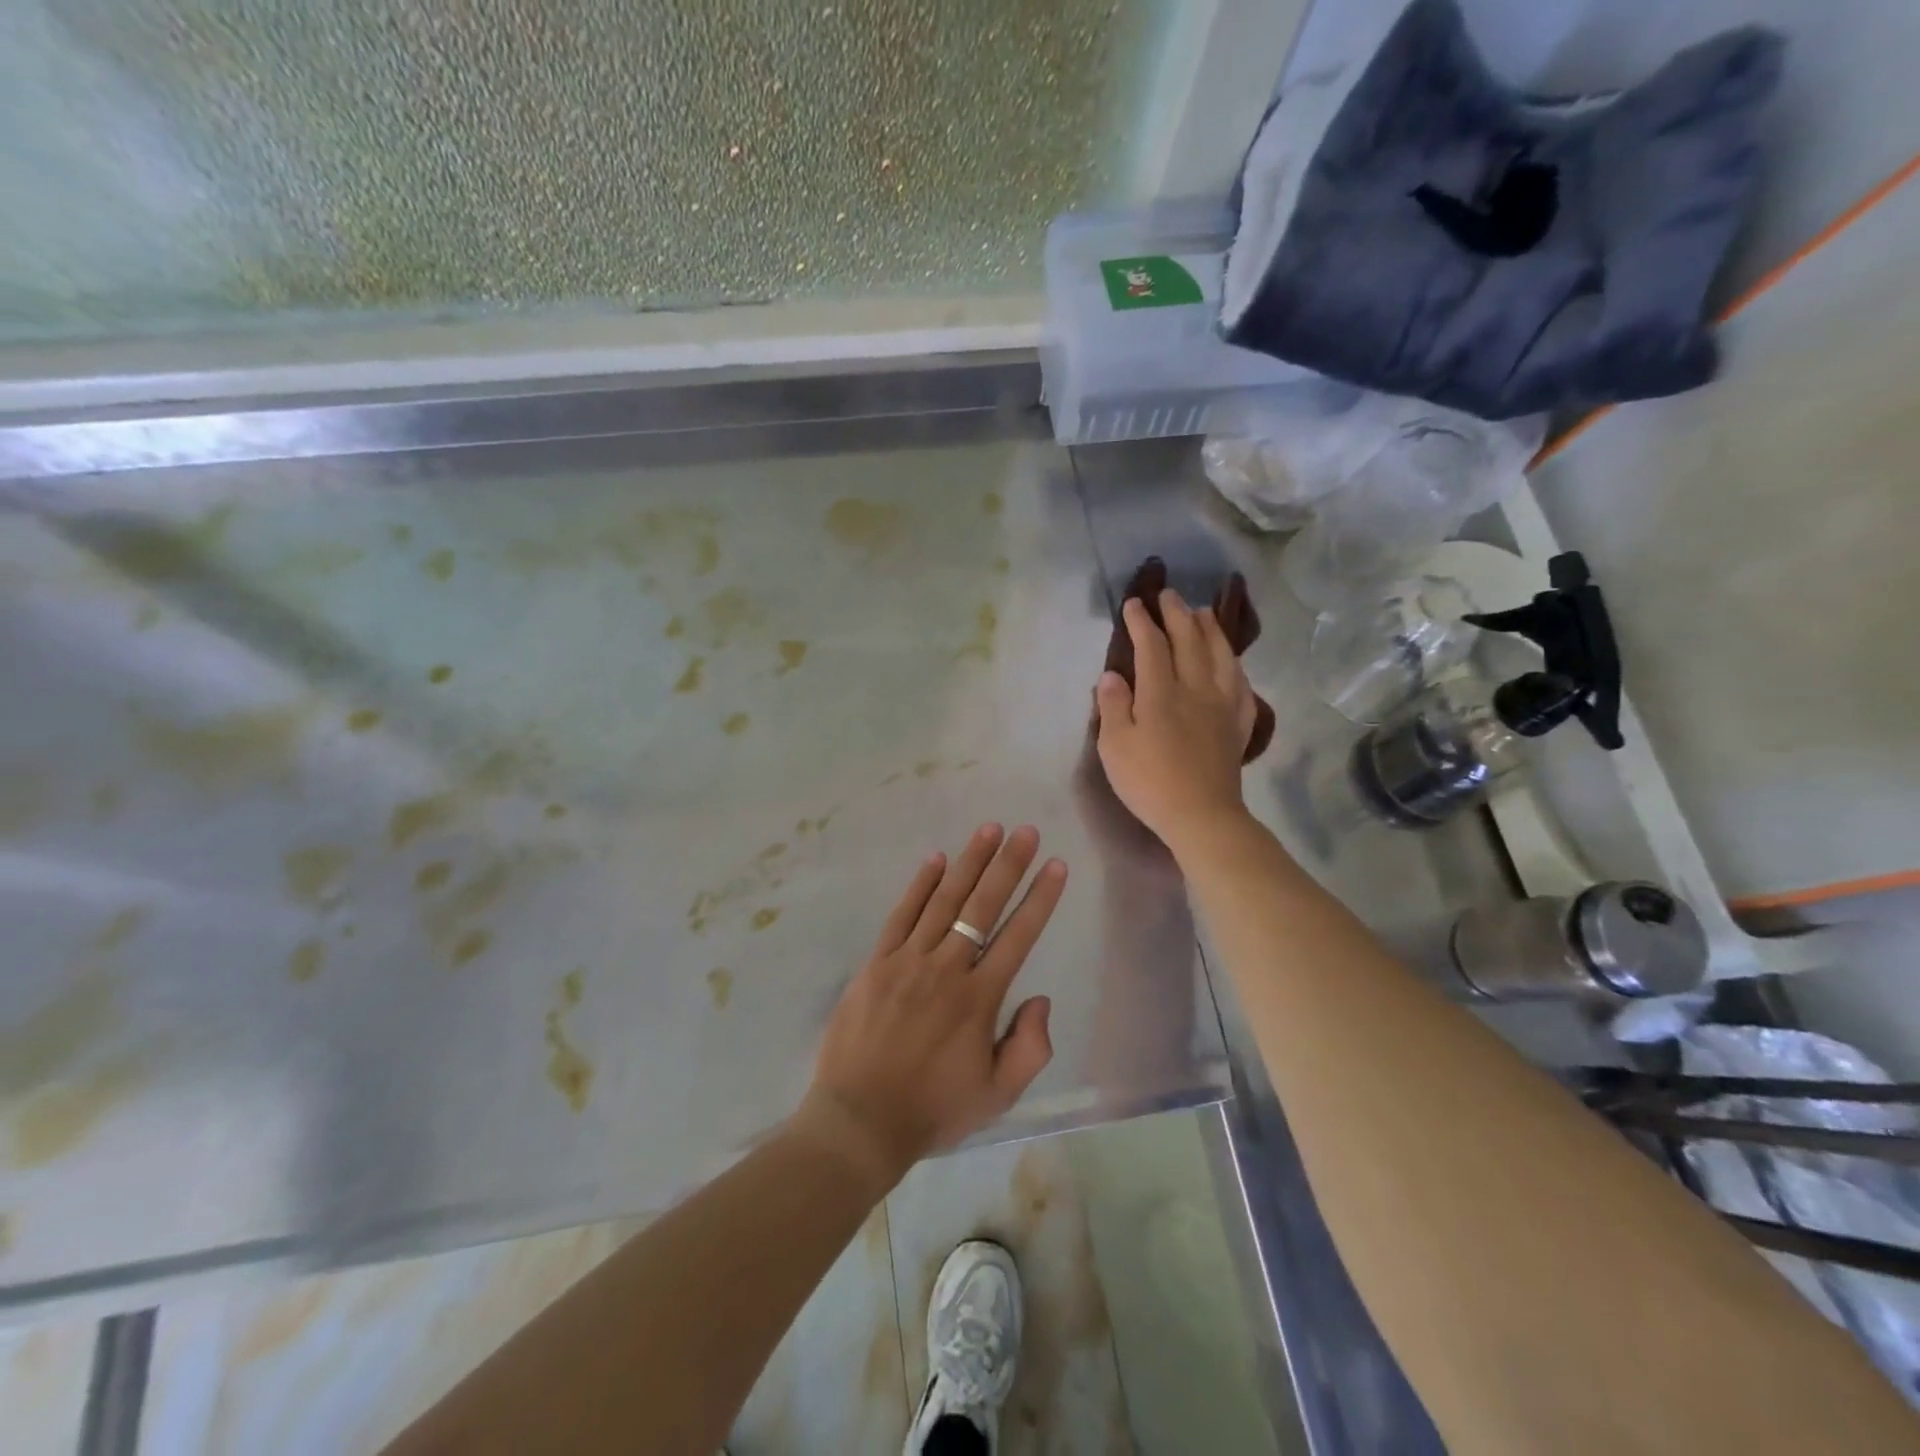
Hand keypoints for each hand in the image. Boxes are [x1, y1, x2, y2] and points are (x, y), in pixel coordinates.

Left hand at [796, 824, 1066, 1187]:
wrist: (859, 1120)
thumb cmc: (933, 1110)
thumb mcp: (997, 1095)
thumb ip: (1030, 1047)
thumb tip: (1040, 998)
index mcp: (979, 998)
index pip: (1018, 936)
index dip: (1040, 898)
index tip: (1055, 865)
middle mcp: (947, 968)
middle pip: (983, 906)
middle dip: (1008, 865)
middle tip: (1025, 830)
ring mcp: (908, 960)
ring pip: (944, 900)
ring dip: (969, 862)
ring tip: (989, 829)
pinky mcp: (877, 962)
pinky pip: (901, 914)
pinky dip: (919, 885)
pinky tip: (935, 859)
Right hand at [1095, 591, 1257, 850]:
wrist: (1201, 815)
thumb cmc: (1150, 781)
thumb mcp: (1115, 746)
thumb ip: (1113, 706)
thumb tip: (1113, 674)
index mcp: (1161, 693)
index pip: (1152, 646)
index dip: (1143, 622)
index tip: (1134, 603)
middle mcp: (1196, 688)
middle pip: (1190, 641)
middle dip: (1177, 614)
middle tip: (1169, 595)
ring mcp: (1223, 705)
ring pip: (1221, 655)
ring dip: (1211, 630)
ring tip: (1204, 613)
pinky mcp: (1238, 724)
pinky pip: (1241, 684)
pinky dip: (1235, 665)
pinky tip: (1232, 662)